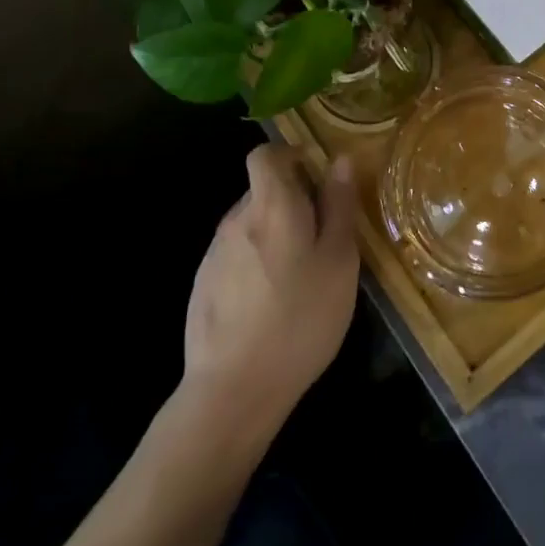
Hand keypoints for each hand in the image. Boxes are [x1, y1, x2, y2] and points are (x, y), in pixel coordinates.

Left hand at [179, 144, 359, 449]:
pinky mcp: (203, 285)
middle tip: (321, 235)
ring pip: (250, 224)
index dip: (289, 155)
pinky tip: (272, 302)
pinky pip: (236, 255)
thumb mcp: (339, 261)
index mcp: (271, 205)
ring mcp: (214, 254)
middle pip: (262, 190)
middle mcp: (236, 219)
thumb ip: (339, 206)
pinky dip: (256, 262)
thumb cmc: (300, 318)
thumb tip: (341, 161)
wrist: (233, 391)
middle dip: (290, 200)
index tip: (315, 175)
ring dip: (274, 233)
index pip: (265, 154)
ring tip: (300, 275)